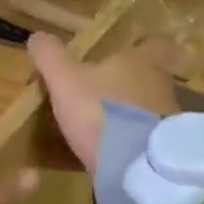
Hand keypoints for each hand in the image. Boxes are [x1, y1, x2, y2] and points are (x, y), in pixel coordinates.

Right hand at [26, 34, 181, 172]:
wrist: (136, 167)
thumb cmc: (100, 111)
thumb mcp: (64, 80)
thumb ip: (50, 56)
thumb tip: (37, 36)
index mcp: (139, 62)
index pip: (151, 45)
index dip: (137, 49)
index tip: (117, 58)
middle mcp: (159, 85)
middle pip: (145, 78)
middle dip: (123, 87)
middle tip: (97, 95)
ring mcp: (166, 119)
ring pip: (144, 109)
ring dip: (126, 116)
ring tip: (98, 129)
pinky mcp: (164, 150)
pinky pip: (144, 139)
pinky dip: (129, 143)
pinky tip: (108, 154)